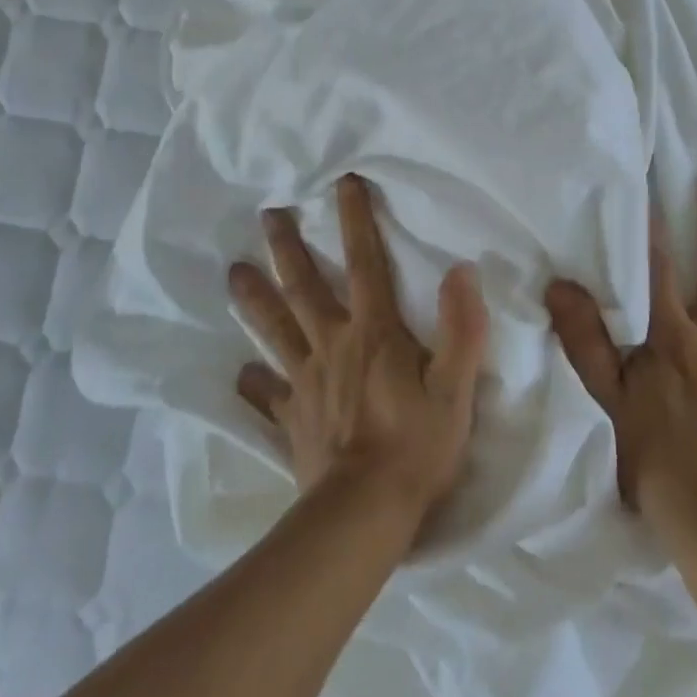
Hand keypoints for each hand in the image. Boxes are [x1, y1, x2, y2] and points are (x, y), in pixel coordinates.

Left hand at [228, 175, 489, 529]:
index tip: (343, 182)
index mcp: (374, 332)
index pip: (366, 262)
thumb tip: (462, 270)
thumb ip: (462, 328)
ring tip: (234, 272)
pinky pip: (268, 395)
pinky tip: (239, 375)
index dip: (355, 219)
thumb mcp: (455, 388)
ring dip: (256, 299)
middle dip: (287, 247)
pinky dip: (254, 384)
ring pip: (276, 329)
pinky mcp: (293, 417)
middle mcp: (333, 344)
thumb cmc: (417, 446)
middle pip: (305, 287)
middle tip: (267, 214)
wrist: (365, 514)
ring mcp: (306, 381)